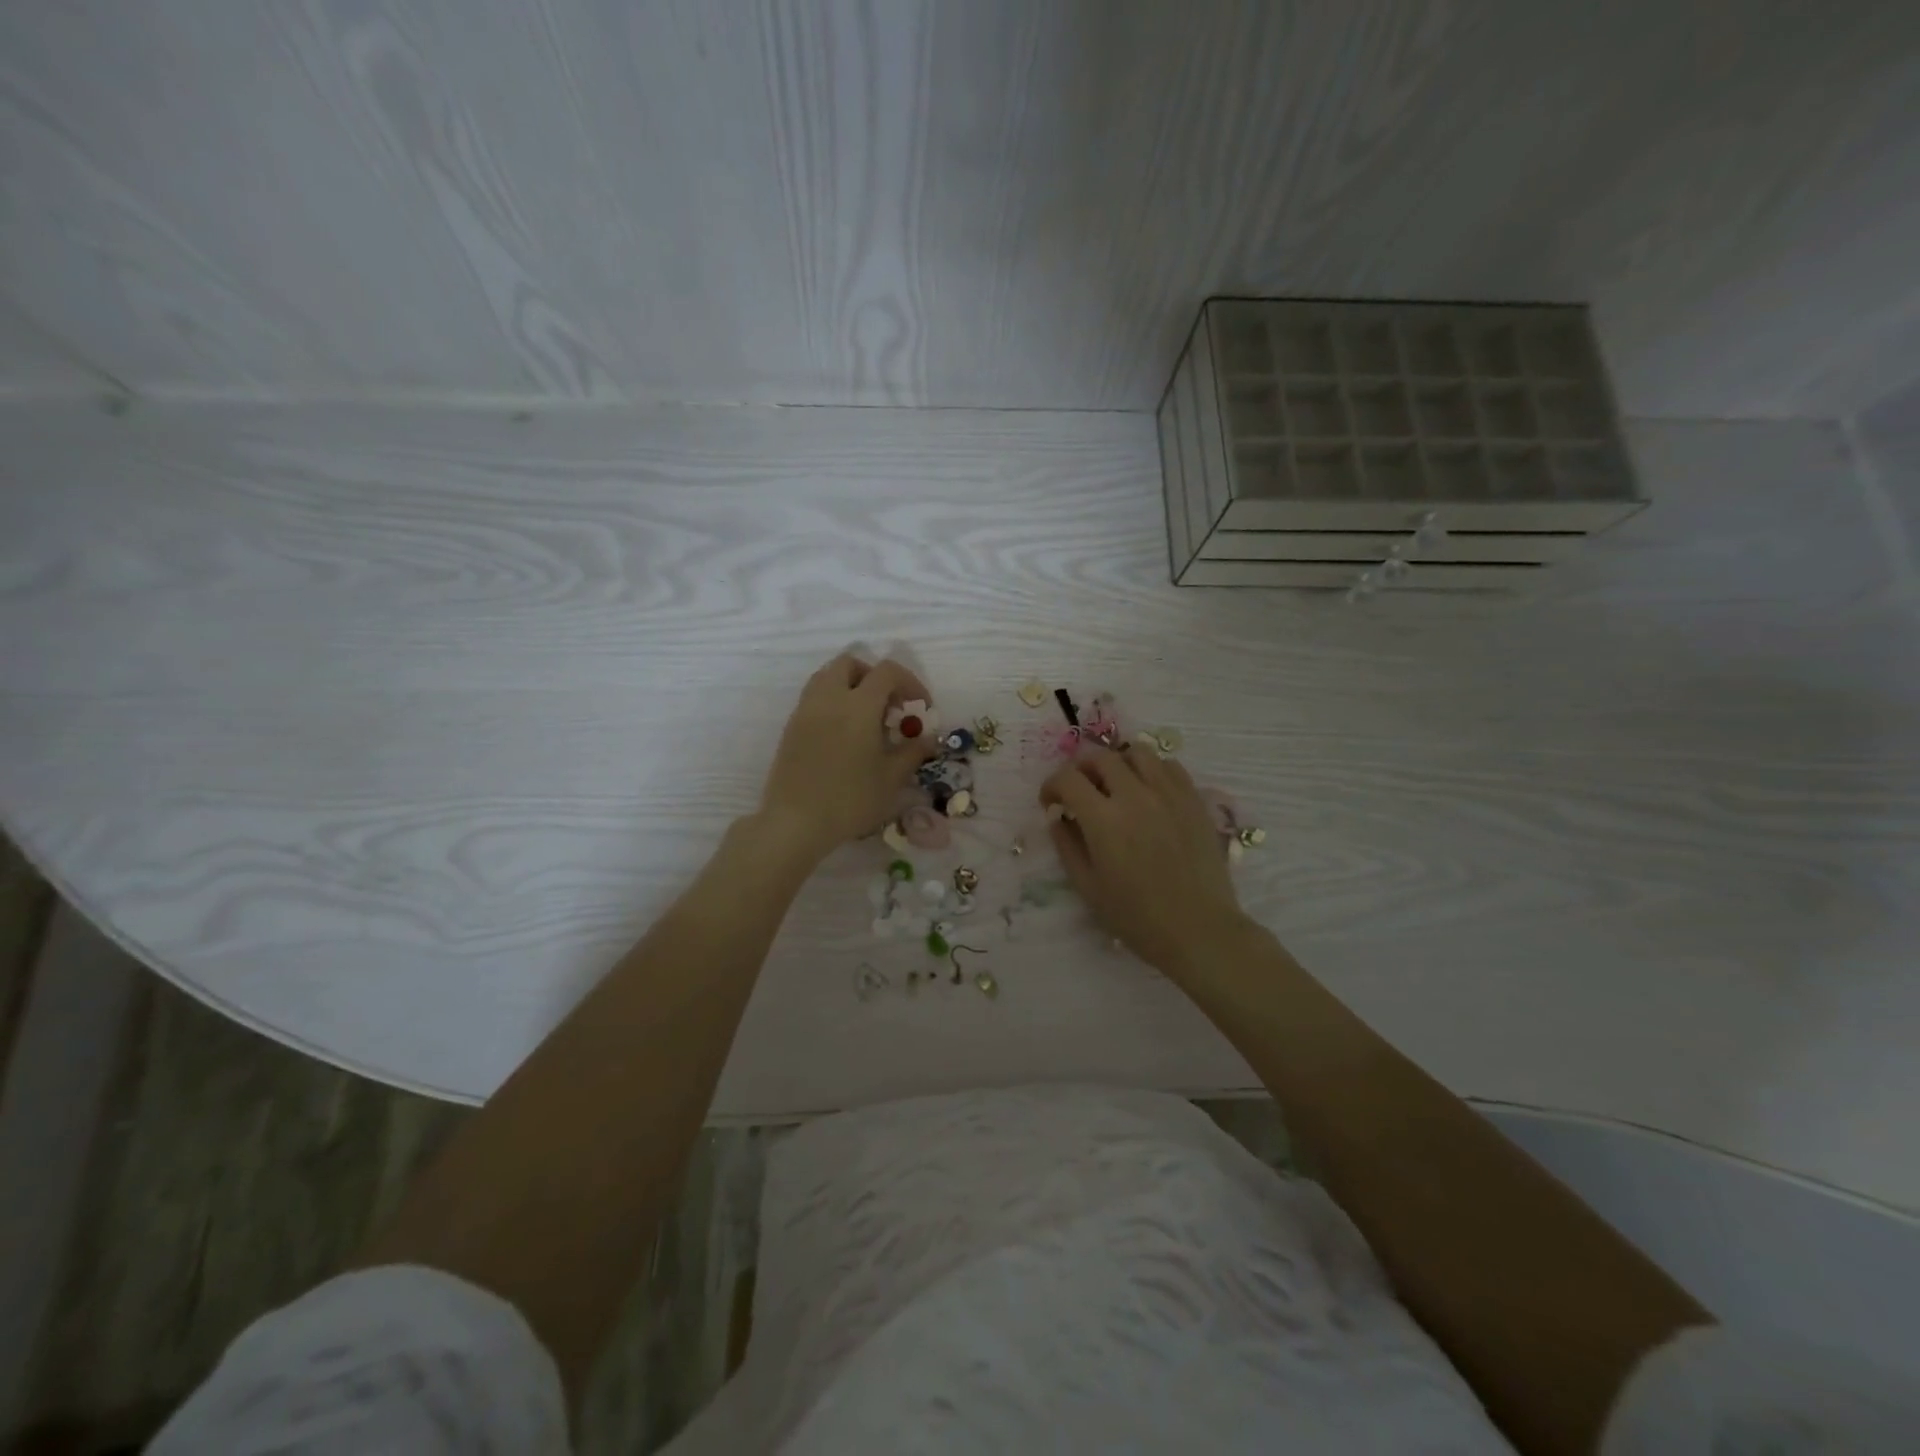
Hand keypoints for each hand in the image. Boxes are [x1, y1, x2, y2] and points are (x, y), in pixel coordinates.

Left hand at [755, 653, 939, 863]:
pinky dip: (833, 702)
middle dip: (874, 676)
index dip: (910, 683)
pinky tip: (844, 735)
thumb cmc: (850, 799)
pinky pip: (814, 697)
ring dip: (851, 686)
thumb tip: (928, 738)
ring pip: (827, 676)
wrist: (796, 822)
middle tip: (889, 706)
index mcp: (859, 705)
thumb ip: (912, 752)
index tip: (920, 708)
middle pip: (850, 663)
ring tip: (866, 719)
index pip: (887, 672)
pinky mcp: (791, 727)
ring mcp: (806, 710)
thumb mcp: (891, 778)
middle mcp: (829, 698)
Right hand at [1041, 745, 1251, 976]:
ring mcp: (1169, 794)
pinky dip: (1152, 770)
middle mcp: (1135, 796)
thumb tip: (1057, 817)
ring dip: (1119, 763)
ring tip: (1117, 785)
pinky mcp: (1194, 800)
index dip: (1052, 785)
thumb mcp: (1088, 887)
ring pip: (1138, 753)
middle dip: (1081, 769)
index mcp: (1104, 819)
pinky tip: (1149, 792)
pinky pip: (1170, 766)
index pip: (1068, 778)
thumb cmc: (1137, 917)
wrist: (1198, 929)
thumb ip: (1067, 845)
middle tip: (1080, 790)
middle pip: (1101, 757)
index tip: (1051, 802)